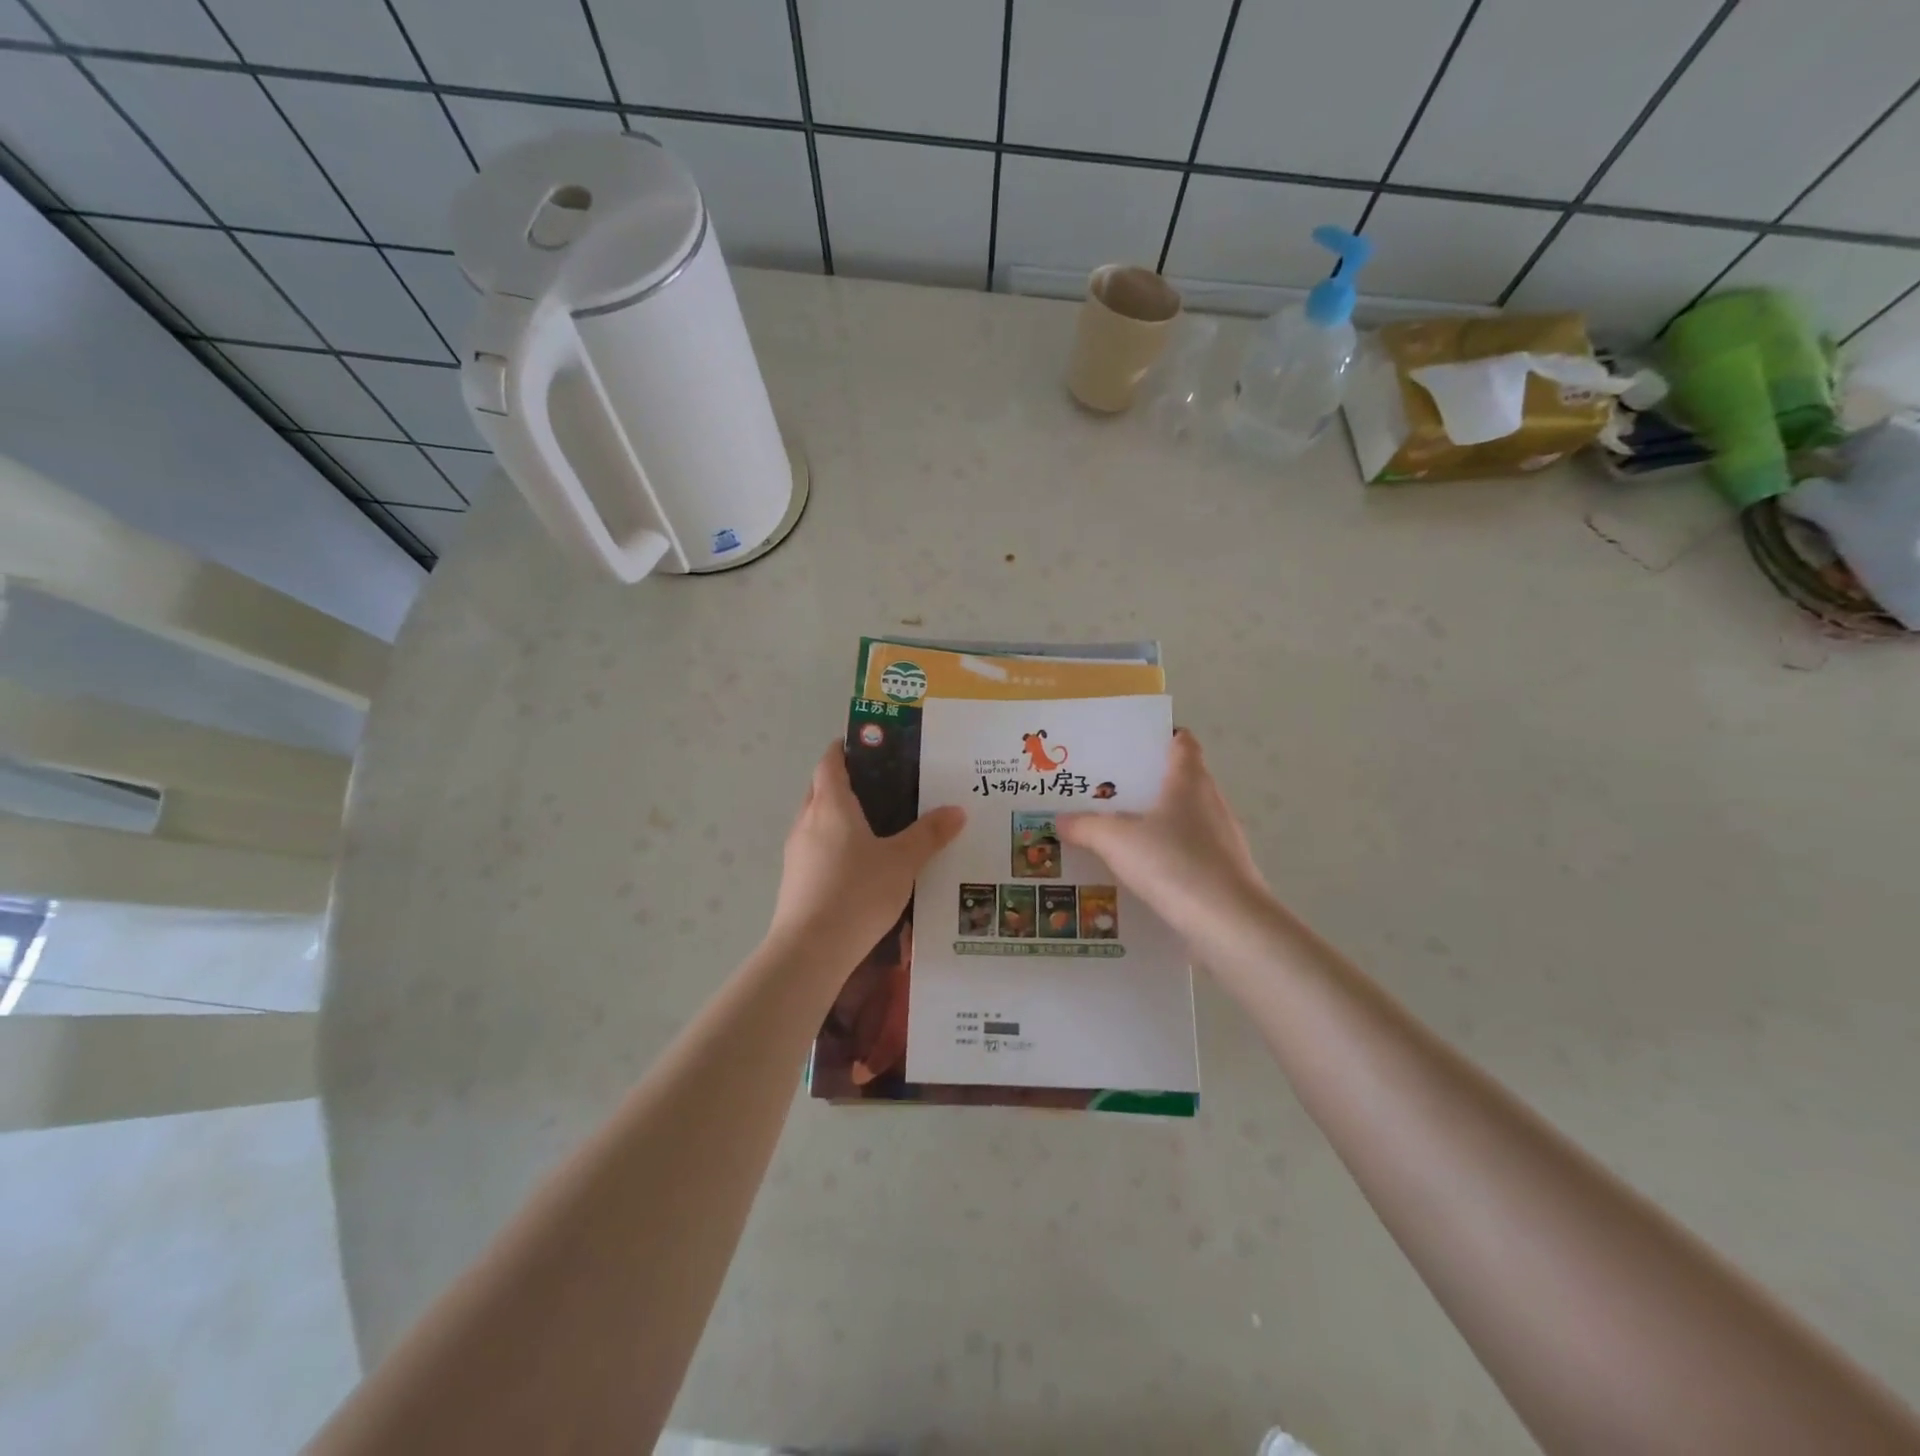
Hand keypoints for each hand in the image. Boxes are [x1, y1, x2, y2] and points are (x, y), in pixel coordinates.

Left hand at [768, 744, 964, 964]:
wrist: (810, 950)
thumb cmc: (857, 892)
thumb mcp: (902, 862)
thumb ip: (929, 835)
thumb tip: (956, 810)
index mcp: (830, 805)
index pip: (830, 761)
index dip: (845, 748)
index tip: (867, 745)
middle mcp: (807, 821)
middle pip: (821, 789)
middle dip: (844, 782)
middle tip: (882, 787)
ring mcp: (796, 852)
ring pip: (817, 821)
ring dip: (839, 817)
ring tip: (876, 827)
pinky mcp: (795, 880)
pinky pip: (816, 849)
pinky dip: (834, 845)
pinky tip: (859, 866)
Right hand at [1059, 729, 1274, 956]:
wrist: (1229, 924)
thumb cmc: (1174, 864)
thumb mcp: (1116, 842)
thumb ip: (1086, 827)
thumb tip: (1061, 819)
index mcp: (1189, 780)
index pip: (1182, 741)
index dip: (1159, 735)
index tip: (1129, 743)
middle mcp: (1210, 801)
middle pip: (1180, 779)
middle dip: (1146, 782)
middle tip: (1106, 789)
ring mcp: (1222, 838)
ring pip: (1185, 818)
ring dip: (1157, 822)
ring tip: (1116, 832)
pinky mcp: (1225, 871)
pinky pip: (1190, 852)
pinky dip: (1167, 855)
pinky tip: (1140, 872)